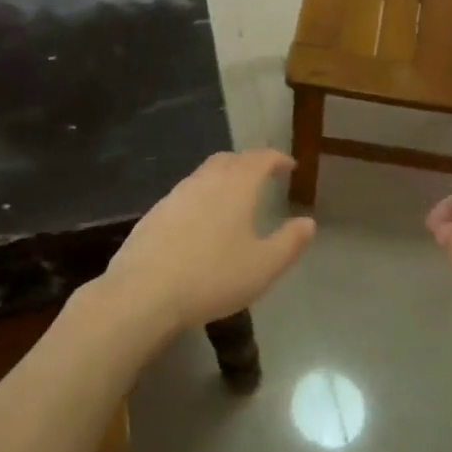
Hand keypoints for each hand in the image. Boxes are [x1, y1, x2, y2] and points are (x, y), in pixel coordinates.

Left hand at [96, 150, 315, 334]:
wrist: (144, 292)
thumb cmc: (213, 277)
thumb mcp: (264, 266)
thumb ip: (290, 242)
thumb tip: (307, 222)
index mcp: (236, 186)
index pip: (260, 159)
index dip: (277, 159)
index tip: (289, 165)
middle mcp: (205, 181)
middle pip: (229, 160)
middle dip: (248, 164)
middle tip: (262, 177)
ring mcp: (175, 195)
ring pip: (204, 175)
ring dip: (222, 179)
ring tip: (233, 200)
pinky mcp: (154, 214)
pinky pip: (185, 195)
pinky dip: (201, 198)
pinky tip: (201, 223)